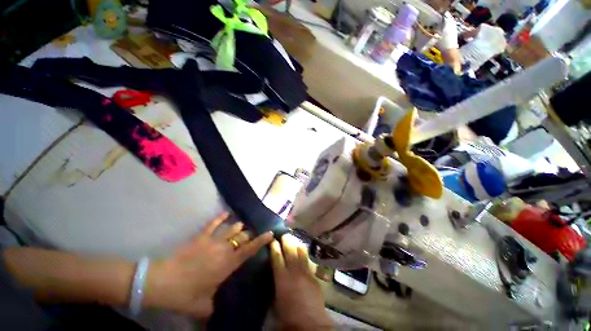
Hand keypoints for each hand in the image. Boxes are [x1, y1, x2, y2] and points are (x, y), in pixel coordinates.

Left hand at [144, 213, 272, 317]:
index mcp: (229, 264)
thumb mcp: (203, 306)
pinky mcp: (201, 236)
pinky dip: (221, 217)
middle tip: (250, 236)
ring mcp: (213, 240)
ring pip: (232, 228)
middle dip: (249, 235)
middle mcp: (225, 249)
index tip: (270, 233)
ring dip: (238, 227)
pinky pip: (213, 224)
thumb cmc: (186, 294)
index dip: (262, 240)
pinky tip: (226, 213)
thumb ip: (213, 306)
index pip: (250, 249)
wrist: (163, 282)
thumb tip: (215, 310)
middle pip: (243, 236)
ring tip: (241, 226)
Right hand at [270, 235, 332, 329]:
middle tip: (284, 234)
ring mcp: (306, 272)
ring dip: (297, 245)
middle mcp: (294, 271)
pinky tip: (303, 253)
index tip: (273, 240)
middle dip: (286, 241)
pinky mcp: (314, 276)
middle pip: (290, 251)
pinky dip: (305, 255)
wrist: (311, 323)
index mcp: (282, 278)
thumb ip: (275, 285)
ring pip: (301, 253)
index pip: (277, 257)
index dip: (274, 247)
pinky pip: (308, 261)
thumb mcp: (276, 302)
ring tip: (294, 240)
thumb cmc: (289, 317)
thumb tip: (275, 275)